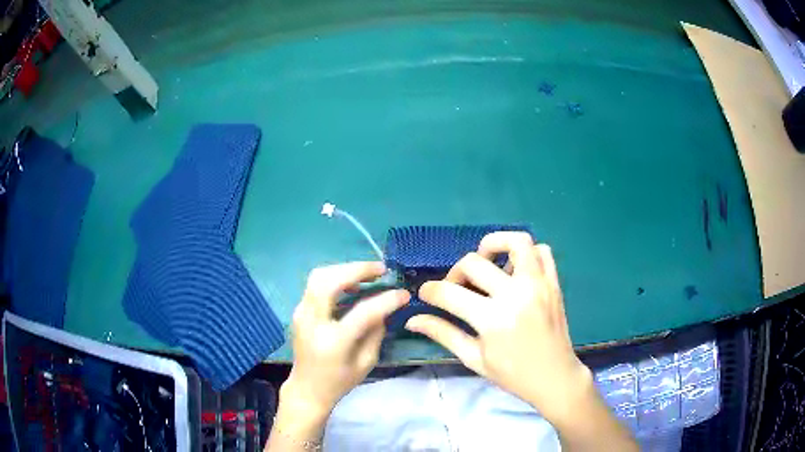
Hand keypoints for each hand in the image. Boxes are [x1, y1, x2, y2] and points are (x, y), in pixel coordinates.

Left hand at [283, 261, 408, 415]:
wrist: (307, 389)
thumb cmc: (339, 381)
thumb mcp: (366, 363)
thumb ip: (375, 332)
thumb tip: (384, 307)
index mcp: (333, 342)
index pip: (361, 312)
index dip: (385, 300)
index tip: (403, 293)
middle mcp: (312, 322)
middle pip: (328, 281)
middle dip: (356, 269)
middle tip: (381, 269)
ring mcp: (301, 314)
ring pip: (319, 277)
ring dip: (344, 270)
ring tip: (368, 275)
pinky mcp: (299, 310)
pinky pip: (316, 285)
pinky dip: (335, 278)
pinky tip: (351, 285)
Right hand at [405, 232, 590, 425]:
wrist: (555, 378)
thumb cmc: (513, 374)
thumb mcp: (474, 359)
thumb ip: (443, 334)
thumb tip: (412, 320)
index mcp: (493, 319)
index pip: (449, 293)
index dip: (430, 291)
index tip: (426, 294)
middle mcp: (516, 294)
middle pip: (474, 263)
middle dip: (455, 272)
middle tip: (455, 287)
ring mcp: (539, 285)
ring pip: (516, 242)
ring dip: (494, 245)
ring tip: (486, 263)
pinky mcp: (554, 283)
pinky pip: (542, 252)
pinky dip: (525, 254)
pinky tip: (514, 271)